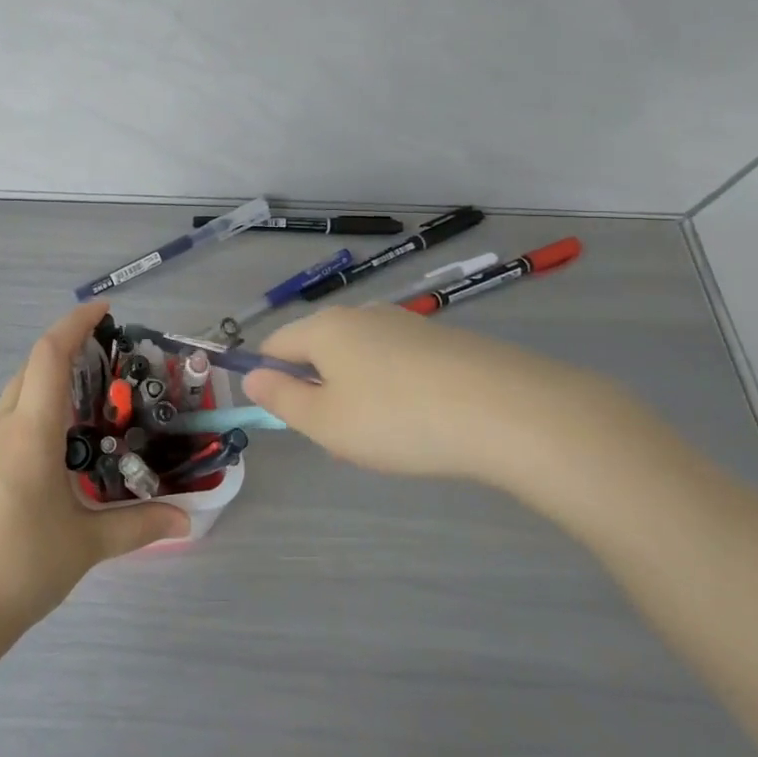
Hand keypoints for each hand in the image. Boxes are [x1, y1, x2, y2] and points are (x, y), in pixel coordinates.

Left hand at [0, 301, 188, 634]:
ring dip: (47, 384)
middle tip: (106, 357)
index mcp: (30, 431)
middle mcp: (1, 428)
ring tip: (89, 402)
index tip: (103, 309)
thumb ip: (138, 526)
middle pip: (30, 369)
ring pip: (15, 396)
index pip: (48, 355)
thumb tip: (187, 518)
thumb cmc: (19, 566)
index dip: (74, 324)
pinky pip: (7, 423)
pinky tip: (58, 448)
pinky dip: (34, 414)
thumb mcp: (86, 545)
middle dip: (64, 350)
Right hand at [241, 304, 643, 488]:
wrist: (507, 410)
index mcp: (325, 328)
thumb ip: (280, 398)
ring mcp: (407, 325)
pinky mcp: (444, 341)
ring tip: (383, 441)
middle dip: (319, 393)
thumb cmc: (397, 418)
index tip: (288, 417)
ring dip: (357, 396)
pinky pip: (399, 365)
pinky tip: (420, 426)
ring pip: (361, 360)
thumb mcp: (325, 421)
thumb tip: (251, 375)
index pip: (276, 344)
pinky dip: (395, 392)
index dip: (269, 377)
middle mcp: (363, 315)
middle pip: (320, 351)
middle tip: (338, 440)